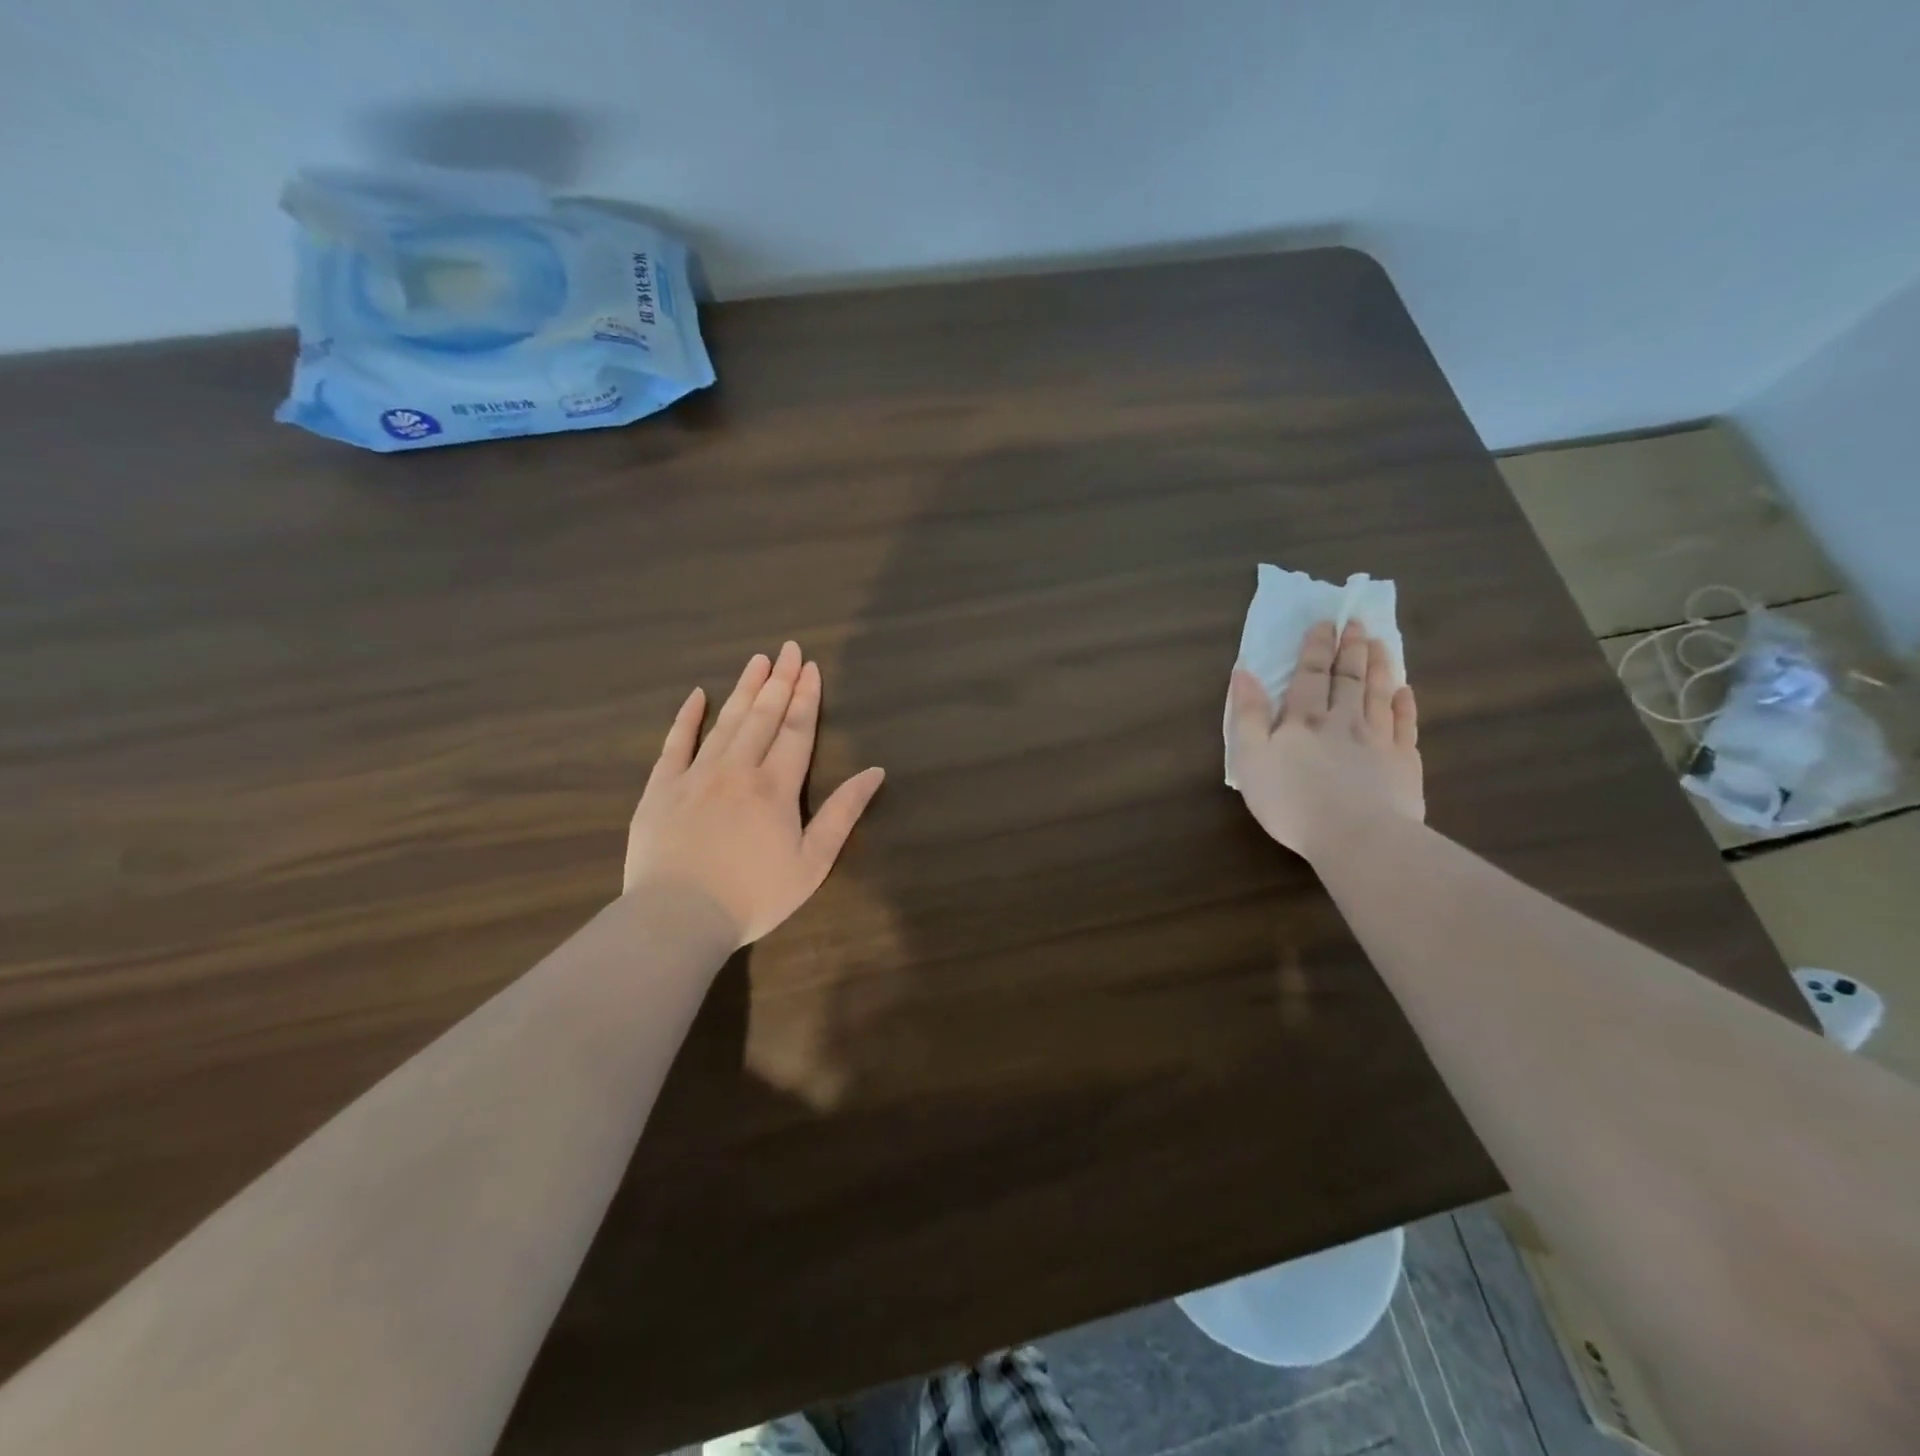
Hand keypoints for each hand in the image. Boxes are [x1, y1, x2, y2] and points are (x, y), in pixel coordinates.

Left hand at [624, 642, 885, 946]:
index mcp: (775, 786)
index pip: (796, 730)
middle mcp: (737, 769)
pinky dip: (687, 717)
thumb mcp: (813, 862)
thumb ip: (843, 813)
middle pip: (763, 716)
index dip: (806, 698)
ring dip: (744, 689)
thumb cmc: (754, 895)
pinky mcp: (661, 788)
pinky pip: (675, 743)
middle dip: (779, 681)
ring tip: (757, 661)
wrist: (678, 917)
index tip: (811, 667)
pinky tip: (697, 695)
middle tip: (788, 649)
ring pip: (725, 722)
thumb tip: (874, 771)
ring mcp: (695, 775)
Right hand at [1227, 620, 1422, 860]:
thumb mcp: (1251, 758)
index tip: (1324, 622)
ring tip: (1380, 644)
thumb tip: (1243, 672)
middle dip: (1350, 649)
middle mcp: (1343, 721)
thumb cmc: (1291, 800)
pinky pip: (1405, 726)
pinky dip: (1405, 706)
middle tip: (1357, 622)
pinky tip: (1405, 692)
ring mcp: (1378, 741)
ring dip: (1379, 667)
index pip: (1310, 675)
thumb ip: (1247, 715)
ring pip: (1379, 695)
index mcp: (1303, 720)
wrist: (1355, 836)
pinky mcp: (1403, 764)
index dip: (1316, 647)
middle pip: (1349, 678)